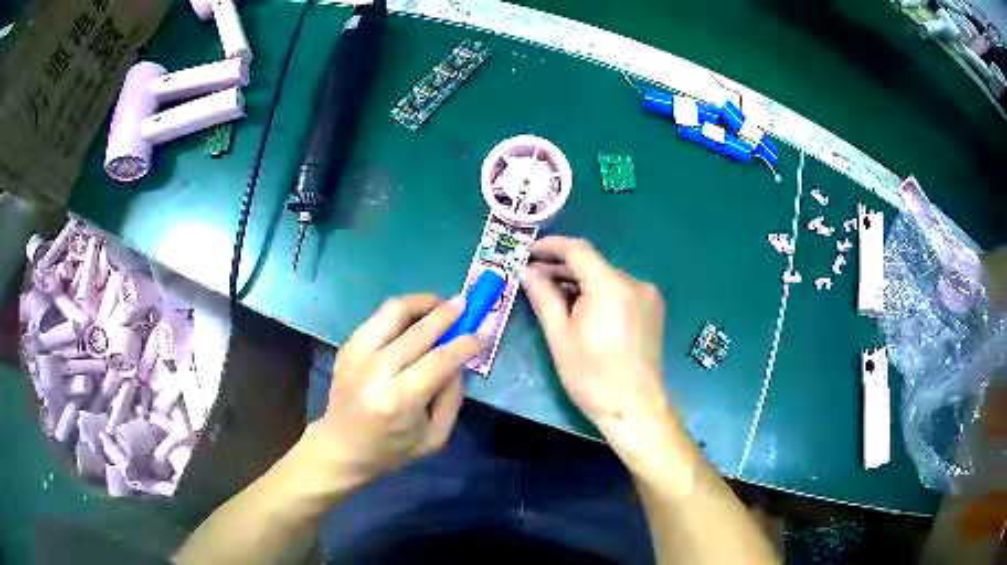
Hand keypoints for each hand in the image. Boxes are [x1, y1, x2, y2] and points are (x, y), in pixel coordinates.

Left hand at [303, 294, 482, 486]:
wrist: (341, 446)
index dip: (465, 344)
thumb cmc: (391, 449)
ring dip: (421, 302)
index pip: (439, 360)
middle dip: (447, 313)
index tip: (482, 334)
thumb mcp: (434, 437)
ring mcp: (357, 355)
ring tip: (440, 304)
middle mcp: (375, 371)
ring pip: (393, 311)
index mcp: (399, 400)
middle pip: (418, 331)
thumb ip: (452, 398)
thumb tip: (459, 360)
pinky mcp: (347, 347)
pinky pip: (378, 318)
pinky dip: (401, 312)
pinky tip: (414, 317)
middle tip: (465, 304)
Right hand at [522, 237, 675, 462]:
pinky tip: (580, 307)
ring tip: (552, 293)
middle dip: (561, 267)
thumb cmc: (592, 377)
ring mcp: (648, 296)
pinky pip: (619, 290)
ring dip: (579, 281)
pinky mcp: (652, 309)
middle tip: (532, 276)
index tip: (528, 251)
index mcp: (612, 286)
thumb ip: (543, 297)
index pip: (578, 250)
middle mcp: (635, 283)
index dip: (551, 246)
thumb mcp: (560, 337)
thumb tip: (526, 271)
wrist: (635, 408)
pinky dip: (597, 292)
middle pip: (593, 263)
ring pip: (606, 277)